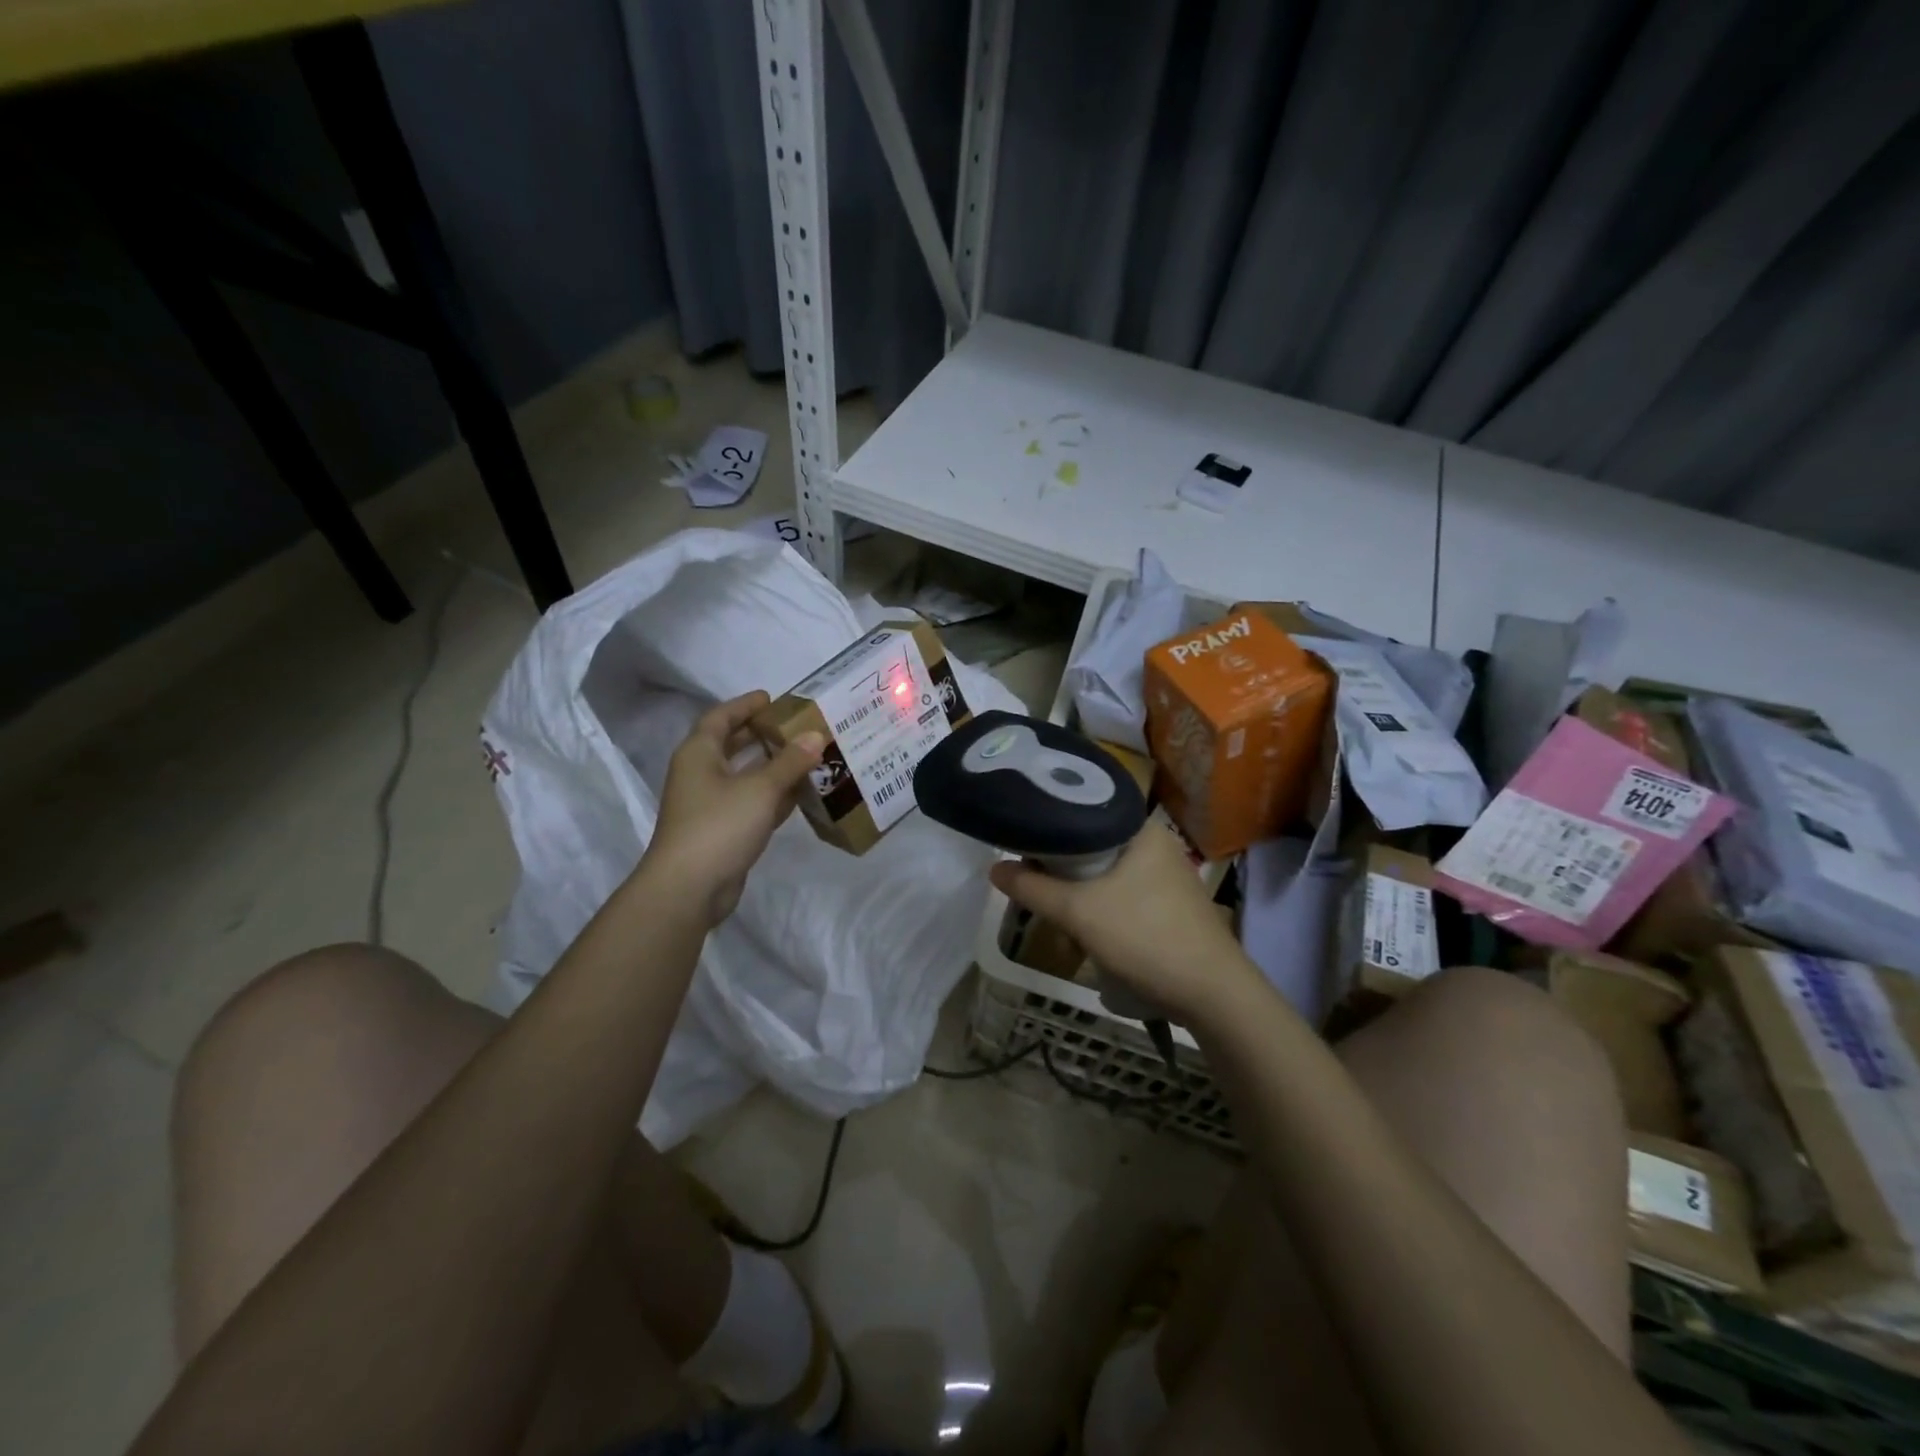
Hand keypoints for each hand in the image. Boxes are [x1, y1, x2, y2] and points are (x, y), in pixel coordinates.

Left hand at [645, 692, 822, 926]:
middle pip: (731, 746)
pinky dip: (773, 796)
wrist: (689, 888)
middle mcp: (701, 775)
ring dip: (772, 766)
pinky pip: (751, 803)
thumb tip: (816, 735)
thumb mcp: (761, 788)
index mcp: (699, 754)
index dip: (744, 706)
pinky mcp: (723, 831)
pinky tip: (800, 794)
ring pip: (744, 776)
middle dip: (760, 735)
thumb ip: (790, 761)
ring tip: (806, 756)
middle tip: (794, 726)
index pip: (720, 718)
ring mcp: (710, 805)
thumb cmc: (719, 825)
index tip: (771, 698)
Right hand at [988, 819, 1257, 1023]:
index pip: (1082, 811)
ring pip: (1106, 871)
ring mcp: (1168, 874)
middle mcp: (1157, 843)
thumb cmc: (1144, 937)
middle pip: (1091, 843)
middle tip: (1033, 882)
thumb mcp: (1078, 912)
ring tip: (1055, 908)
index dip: (1047, 827)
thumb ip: (1032, 887)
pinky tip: (1088, 927)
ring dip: (1079, 890)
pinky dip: (1101, 904)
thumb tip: (993, 868)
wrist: (1213, 994)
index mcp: (1140, 828)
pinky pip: (1123, 891)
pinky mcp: (1171, 903)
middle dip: (1061, 866)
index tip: (1020, 845)